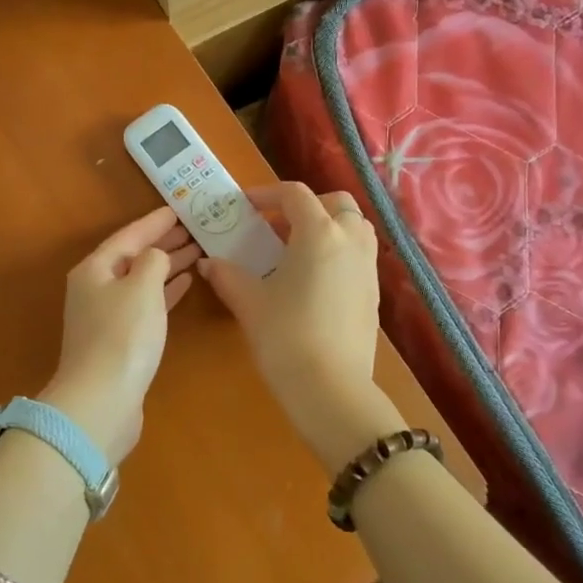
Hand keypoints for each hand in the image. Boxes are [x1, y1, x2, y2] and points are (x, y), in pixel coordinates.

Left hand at [40, 206, 200, 463]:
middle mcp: (96, 289)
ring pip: (141, 280)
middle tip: (194, 228)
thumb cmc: (122, 336)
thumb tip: (157, 257)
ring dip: (167, 266)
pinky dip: (165, 292)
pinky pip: (146, 304)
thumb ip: (154, 261)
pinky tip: (185, 284)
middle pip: (133, 257)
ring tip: (197, 251)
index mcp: (95, 270)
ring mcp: (107, 317)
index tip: (179, 209)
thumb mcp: (142, 287)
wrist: (102, 401)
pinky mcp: (120, 341)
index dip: (154, 222)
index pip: (128, 235)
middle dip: (162, 242)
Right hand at [197, 182, 405, 473]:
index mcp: (319, 233)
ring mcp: (368, 268)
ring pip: (354, 227)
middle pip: (336, 202)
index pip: (294, 194)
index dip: (266, 194)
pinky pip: (358, 255)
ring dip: (328, 226)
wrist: (330, 388)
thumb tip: (208, 263)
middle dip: (307, 205)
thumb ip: (227, 275)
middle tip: (278, 225)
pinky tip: (312, 281)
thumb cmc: (285, 336)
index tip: (245, 207)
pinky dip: (338, 252)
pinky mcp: (374, 294)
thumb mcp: (249, 302)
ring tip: (296, 250)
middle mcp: (351, 241)